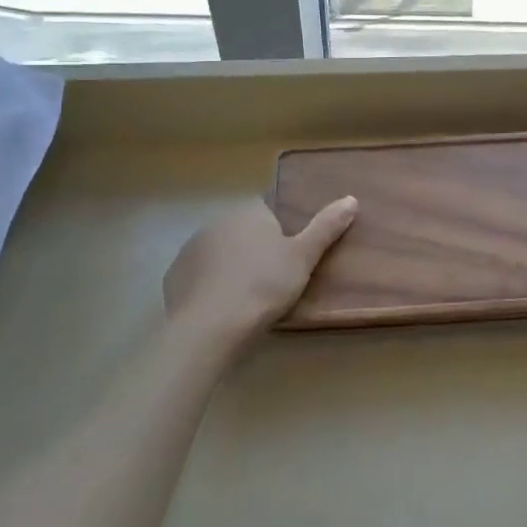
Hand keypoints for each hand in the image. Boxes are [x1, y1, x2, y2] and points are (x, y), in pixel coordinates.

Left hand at [162, 196, 357, 348]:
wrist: (209, 327)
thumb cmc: (264, 286)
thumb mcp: (304, 257)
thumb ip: (326, 227)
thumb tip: (351, 199)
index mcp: (249, 212)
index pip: (269, 212)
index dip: (281, 234)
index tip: (290, 259)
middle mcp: (217, 222)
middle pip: (244, 232)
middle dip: (256, 251)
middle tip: (274, 282)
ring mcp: (191, 249)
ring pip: (220, 254)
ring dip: (232, 268)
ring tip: (248, 299)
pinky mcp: (175, 277)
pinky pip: (200, 276)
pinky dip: (211, 287)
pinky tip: (222, 309)